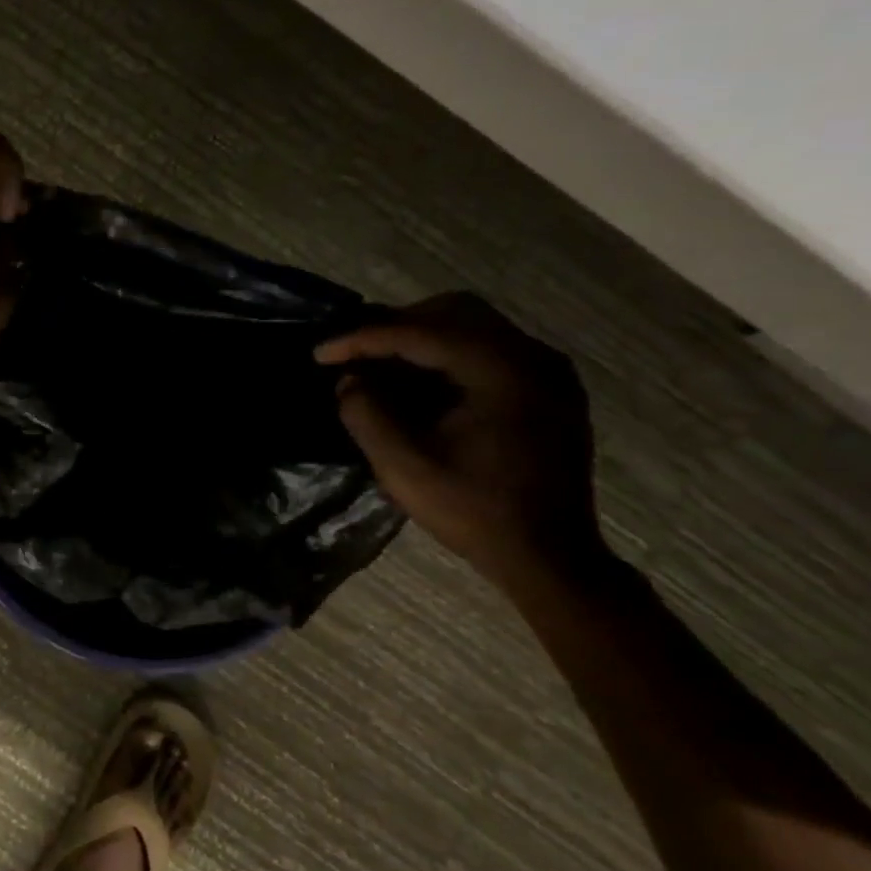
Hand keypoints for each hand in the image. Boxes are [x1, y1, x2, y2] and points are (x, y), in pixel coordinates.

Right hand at [316, 293, 605, 586]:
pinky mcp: (547, 390)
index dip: (362, 339)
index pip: (420, 333)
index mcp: (501, 371)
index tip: (320, 353)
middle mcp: (532, 357)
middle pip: (452, 312)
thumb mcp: (404, 467)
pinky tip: (419, 384)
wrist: (550, 558)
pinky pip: (489, 350)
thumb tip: (350, 381)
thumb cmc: (475, 512)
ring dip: (420, 338)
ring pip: (473, 326)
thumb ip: (366, 414)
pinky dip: (447, 355)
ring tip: (379, 365)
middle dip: (394, 327)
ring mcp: (547, 371)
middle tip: (353, 353)